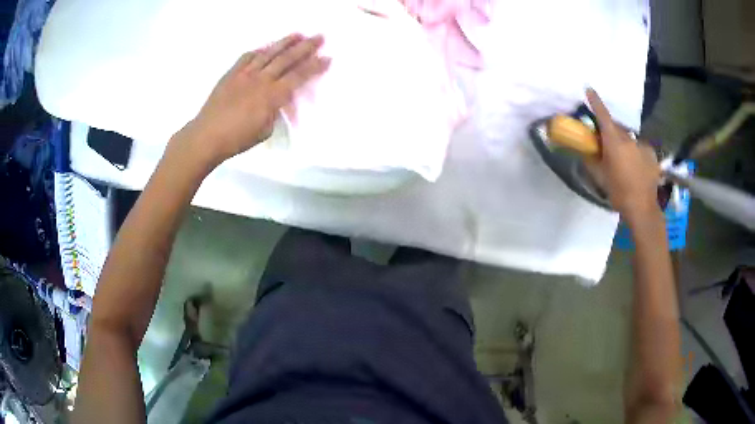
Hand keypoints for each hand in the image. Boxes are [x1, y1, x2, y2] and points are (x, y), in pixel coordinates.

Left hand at [174, 34, 329, 167]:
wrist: (207, 136)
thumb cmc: (237, 139)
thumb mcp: (265, 129)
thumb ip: (274, 111)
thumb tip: (277, 101)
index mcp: (272, 96)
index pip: (298, 77)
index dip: (314, 67)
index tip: (327, 58)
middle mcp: (261, 80)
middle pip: (287, 59)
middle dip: (305, 47)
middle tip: (319, 37)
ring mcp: (245, 74)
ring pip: (268, 53)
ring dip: (284, 42)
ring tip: (297, 34)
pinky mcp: (231, 74)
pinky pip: (247, 57)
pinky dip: (259, 51)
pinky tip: (265, 47)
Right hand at [586, 89, 659, 223]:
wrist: (643, 209)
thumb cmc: (619, 193)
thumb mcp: (600, 177)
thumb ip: (591, 160)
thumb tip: (585, 150)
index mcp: (614, 143)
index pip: (603, 116)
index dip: (596, 102)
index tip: (589, 89)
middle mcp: (629, 139)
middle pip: (617, 128)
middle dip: (610, 132)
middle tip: (606, 144)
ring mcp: (642, 146)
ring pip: (629, 140)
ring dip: (624, 145)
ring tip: (624, 162)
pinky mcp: (651, 154)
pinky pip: (639, 148)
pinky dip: (635, 153)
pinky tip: (636, 168)